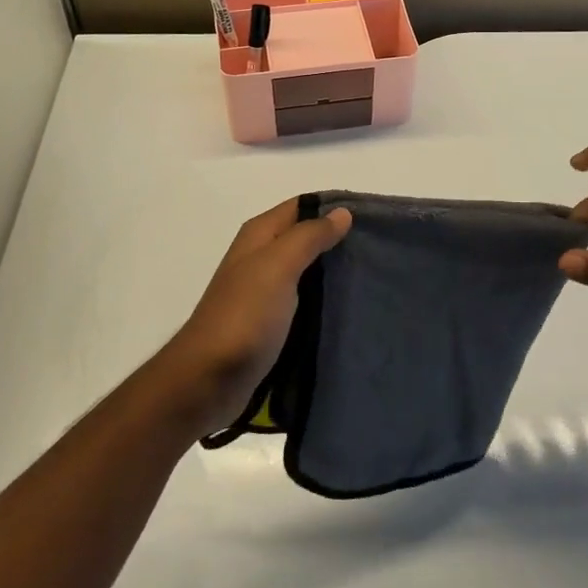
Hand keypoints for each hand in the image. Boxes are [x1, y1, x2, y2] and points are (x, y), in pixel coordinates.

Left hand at [148, 198, 352, 436]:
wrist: (208, 380)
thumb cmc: (244, 316)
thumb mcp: (277, 266)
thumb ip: (309, 237)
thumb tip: (341, 212)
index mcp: (259, 236)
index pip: (302, 206)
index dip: (334, 208)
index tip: (372, 218)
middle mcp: (260, 258)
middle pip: (306, 238)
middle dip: (338, 241)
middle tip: (378, 250)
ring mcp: (265, 292)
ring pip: (307, 271)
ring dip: (333, 273)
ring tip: (371, 277)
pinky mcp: (270, 323)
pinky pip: (304, 302)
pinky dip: (325, 301)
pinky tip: (349, 307)